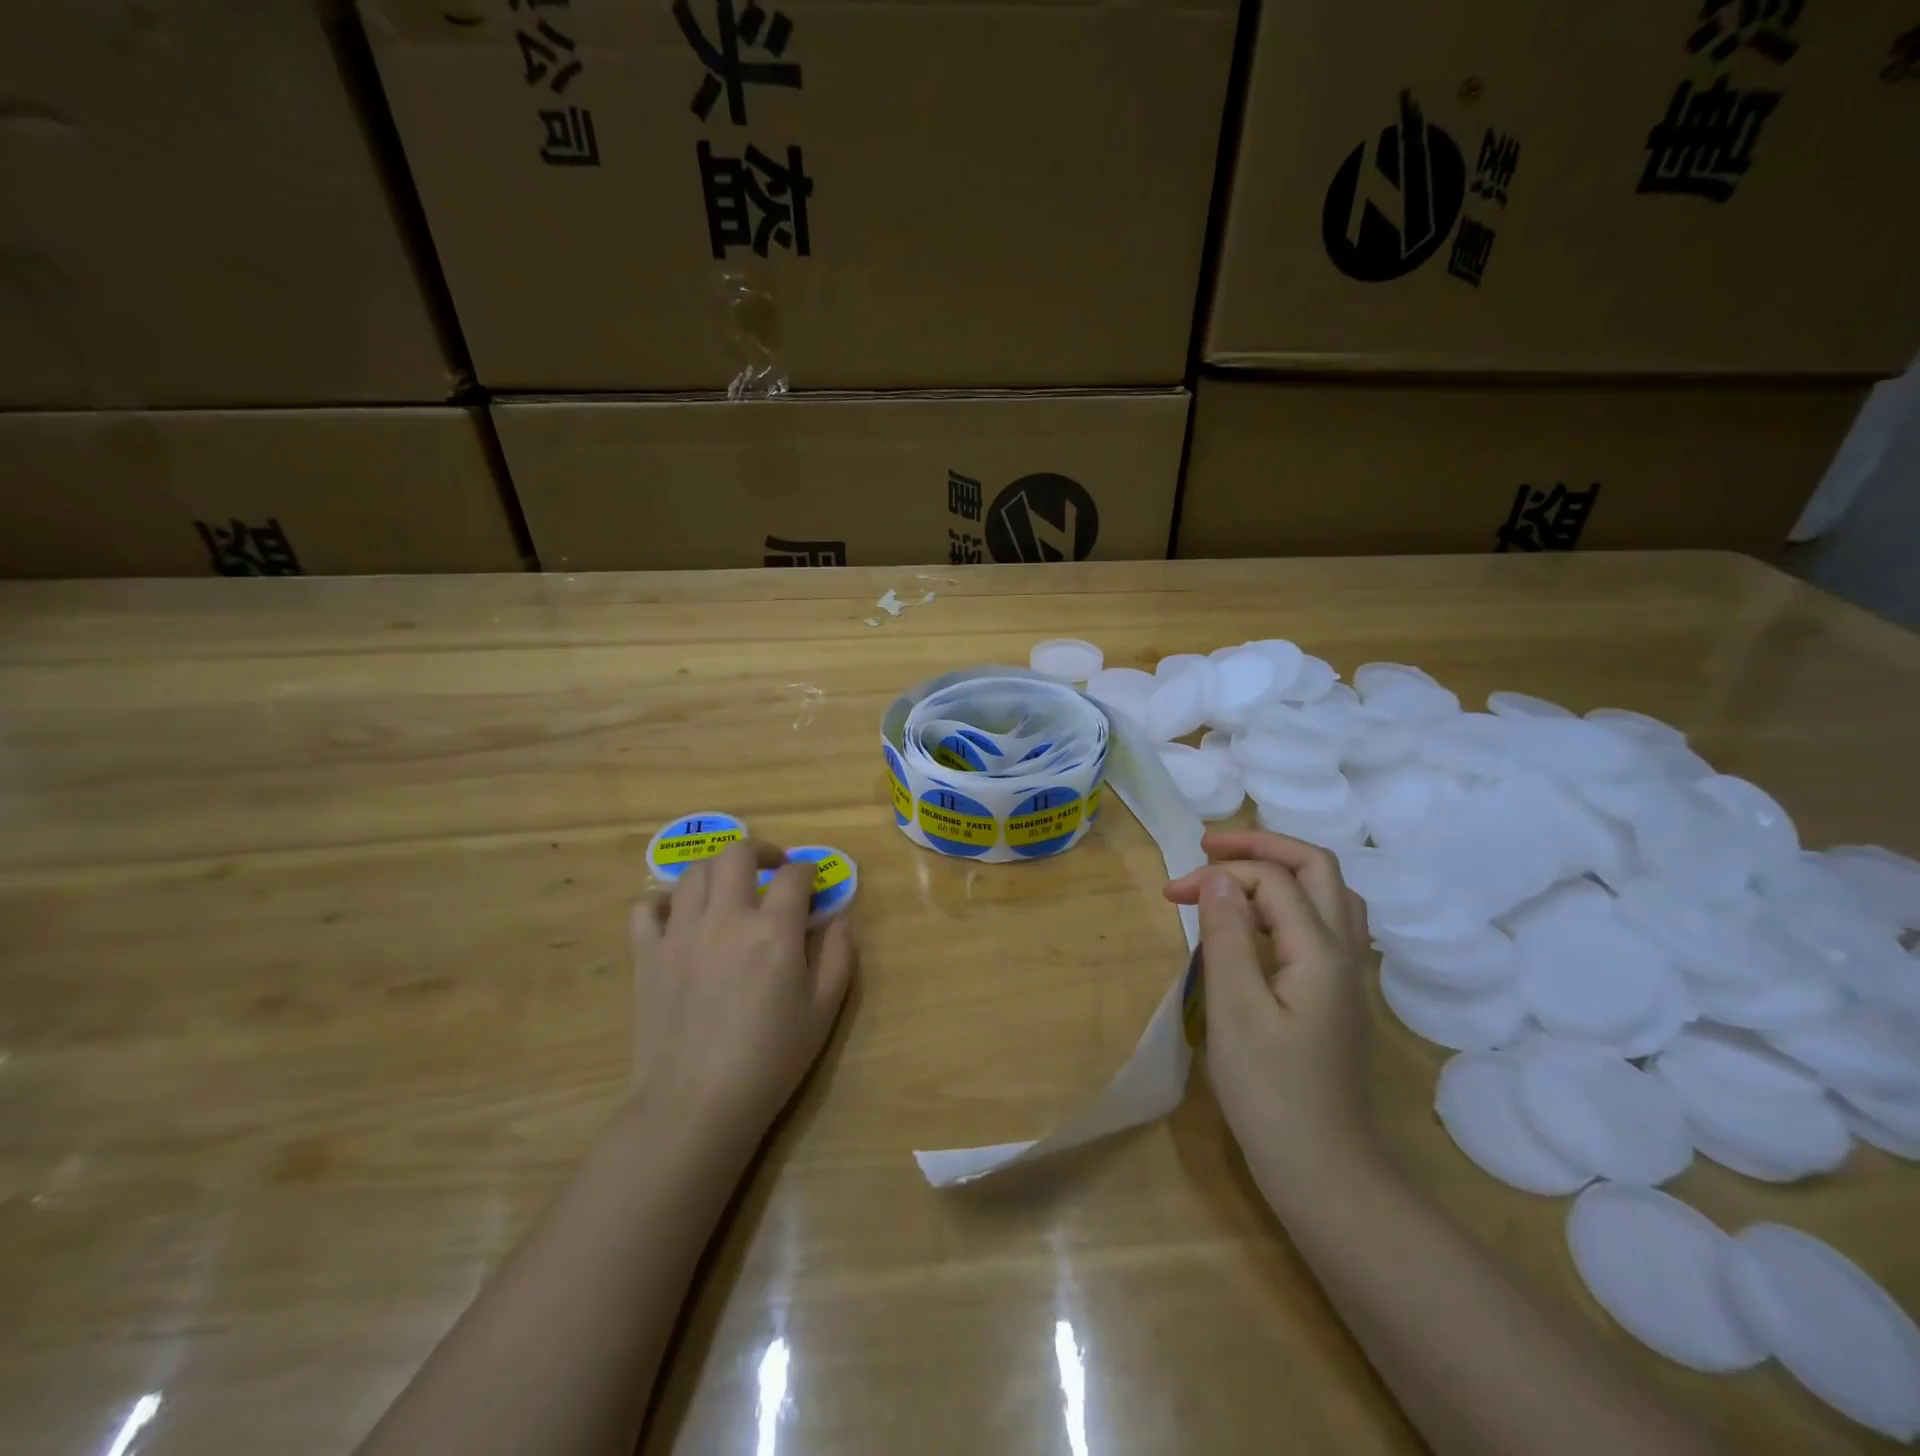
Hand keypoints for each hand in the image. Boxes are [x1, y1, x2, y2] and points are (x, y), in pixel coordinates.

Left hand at [627, 840, 855, 1140]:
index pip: (795, 875)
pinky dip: (663, 902)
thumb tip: (839, 918)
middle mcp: (726, 918)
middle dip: (761, 851)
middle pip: (738, 853)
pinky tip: (679, 916)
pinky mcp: (647, 954)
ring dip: (718, 871)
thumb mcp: (823, 1011)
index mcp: (774, 930)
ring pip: (695, 873)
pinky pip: (647, 908)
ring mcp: (680, 932)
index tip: (812, 883)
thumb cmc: (770, 1060)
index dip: (808, 871)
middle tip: (772, 869)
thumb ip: (838, 955)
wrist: (696, 1104)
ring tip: (729, 890)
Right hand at [1165, 830, 1374, 1186]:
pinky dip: (1288, 902)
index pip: (1272, 880)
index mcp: (1321, 951)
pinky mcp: (1337, 997)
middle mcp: (1344, 952)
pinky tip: (1260, 921)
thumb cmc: (1271, 1092)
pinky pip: (1322, 924)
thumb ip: (1227, 935)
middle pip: (1317, 868)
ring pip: (1327, 894)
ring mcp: (1346, 976)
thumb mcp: (1235, 1009)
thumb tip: (1217, 877)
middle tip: (1210, 849)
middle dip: (1262, 846)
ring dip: (1281, 870)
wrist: (1325, 1173)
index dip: (1219, 874)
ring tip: (1233, 874)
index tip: (1170, 894)